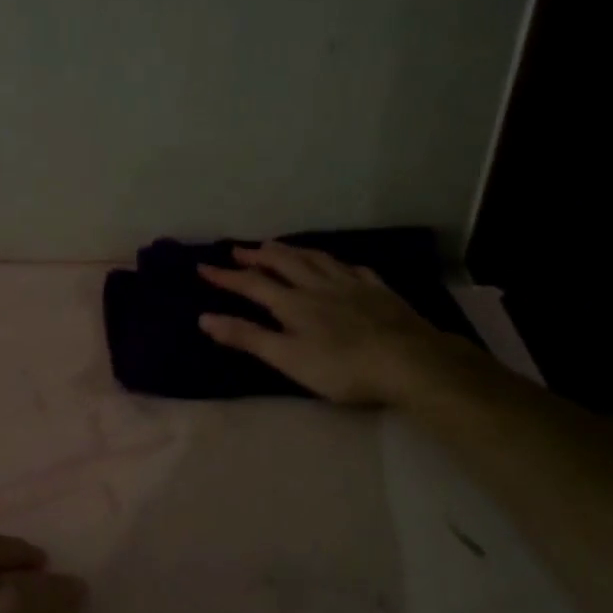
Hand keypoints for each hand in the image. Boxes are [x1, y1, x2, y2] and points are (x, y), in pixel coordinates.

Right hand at [198, 240, 444, 404]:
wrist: (409, 361)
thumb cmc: (342, 367)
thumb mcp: (287, 358)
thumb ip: (247, 337)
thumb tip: (205, 318)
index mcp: (293, 303)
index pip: (252, 284)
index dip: (226, 276)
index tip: (203, 266)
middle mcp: (318, 285)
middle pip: (284, 263)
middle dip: (258, 255)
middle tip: (239, 248)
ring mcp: (351, 284)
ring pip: (316, 259)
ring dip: (292, 251)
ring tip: (277, 245)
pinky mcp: (378, 291)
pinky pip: (352, 269)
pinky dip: (336, 263)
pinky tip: (338, 264)